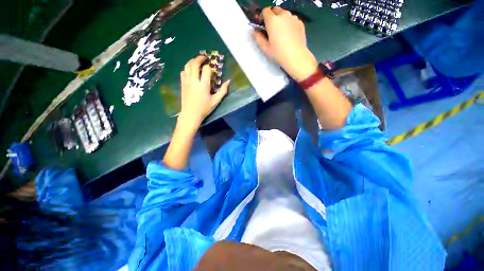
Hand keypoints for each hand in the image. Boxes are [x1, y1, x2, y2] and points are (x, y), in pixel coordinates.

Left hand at [179, 55, 229, 129]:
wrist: (190, 114)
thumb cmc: (204, 108)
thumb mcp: (216, 101)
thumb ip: (223, 91)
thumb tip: (228, 81)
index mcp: (203, 85)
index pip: (206, 69)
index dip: (210, 67)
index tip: (212, 70)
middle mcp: (194, 80)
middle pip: (195, 64)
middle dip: (200, 58)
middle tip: (204, 57)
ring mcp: (186, 81)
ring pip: (187, 66)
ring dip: (192, 61)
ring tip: (197, 61)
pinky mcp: (182, 83)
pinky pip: (183, 72)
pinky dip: (187, 68)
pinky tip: (190, 70)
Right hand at [253, 7, 317, 81]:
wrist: (296, 56)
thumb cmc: (278, 53)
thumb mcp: (265, 48)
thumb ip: (258, 38)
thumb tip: (254, 31)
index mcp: (272, 20)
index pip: (265, 11)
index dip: (263, 17)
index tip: (263, 25)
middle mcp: (283, 15)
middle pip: (275, 10)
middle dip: (272, 16)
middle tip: (272, 29)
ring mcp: (293, 17)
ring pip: (284, 14)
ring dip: (281, 19)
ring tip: (281, 32)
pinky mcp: (300, 22)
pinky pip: (292, 19)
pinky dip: (289, 23)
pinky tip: (289, 35)